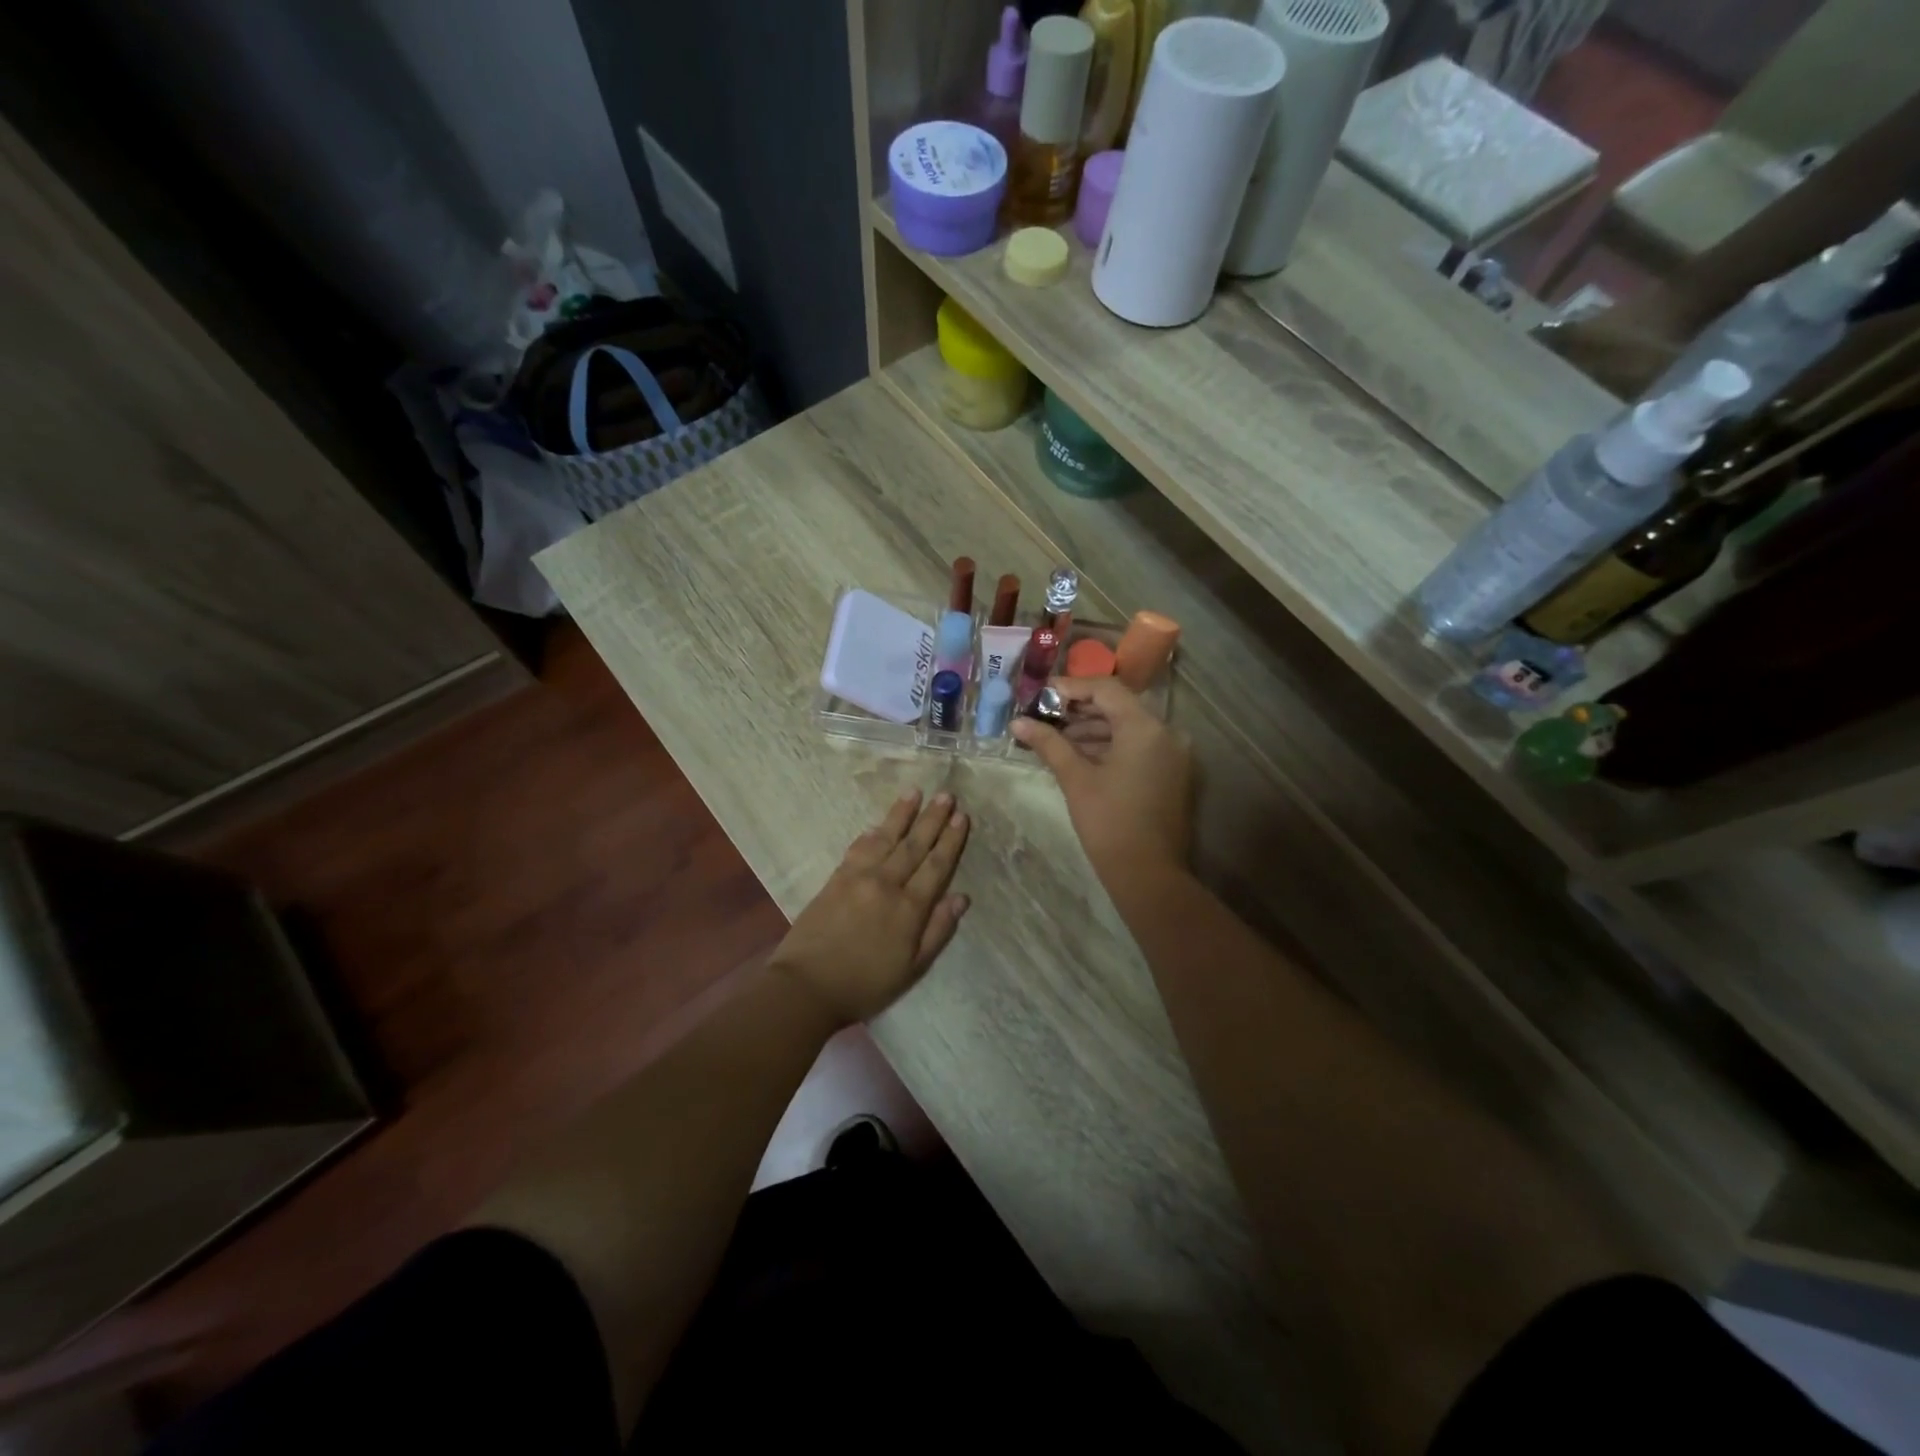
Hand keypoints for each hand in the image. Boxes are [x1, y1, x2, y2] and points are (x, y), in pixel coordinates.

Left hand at [770, 789, 970, 1024]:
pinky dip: (871, 833)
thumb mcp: (912, 968)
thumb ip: (937, 931)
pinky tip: (879, 824)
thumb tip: (960, 897)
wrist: (807, 986)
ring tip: (915, 792)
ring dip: (902, 814)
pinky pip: (858, 848)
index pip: (936, 866)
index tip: (962, 817)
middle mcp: (886, 884)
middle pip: (914, 845)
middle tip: (947, 795)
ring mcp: (858, 877)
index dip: (951, 840)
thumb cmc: (865, 984)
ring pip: (886, 838)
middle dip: (932, 818)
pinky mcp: (836, 878)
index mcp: (909, 908)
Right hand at [1012, 678, 1192, 888]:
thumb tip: (1017, 722)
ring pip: (1128, 728)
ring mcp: (1173, 754)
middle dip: (1079, 710)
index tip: (1041, 695)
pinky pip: (1139, 746)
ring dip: (1093, 729)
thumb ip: (1048, 744)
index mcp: (1145, 728)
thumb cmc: (1109, 823)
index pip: (1106, 689)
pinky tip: (1079, 755)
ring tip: (1055, 738)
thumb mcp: (1076, 779)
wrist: (1149, 875)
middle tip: (1044, 716)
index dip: (1071, 688)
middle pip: (1119, 706)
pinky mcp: (1172, 773)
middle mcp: (1167, 733)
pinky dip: (1110, 746)